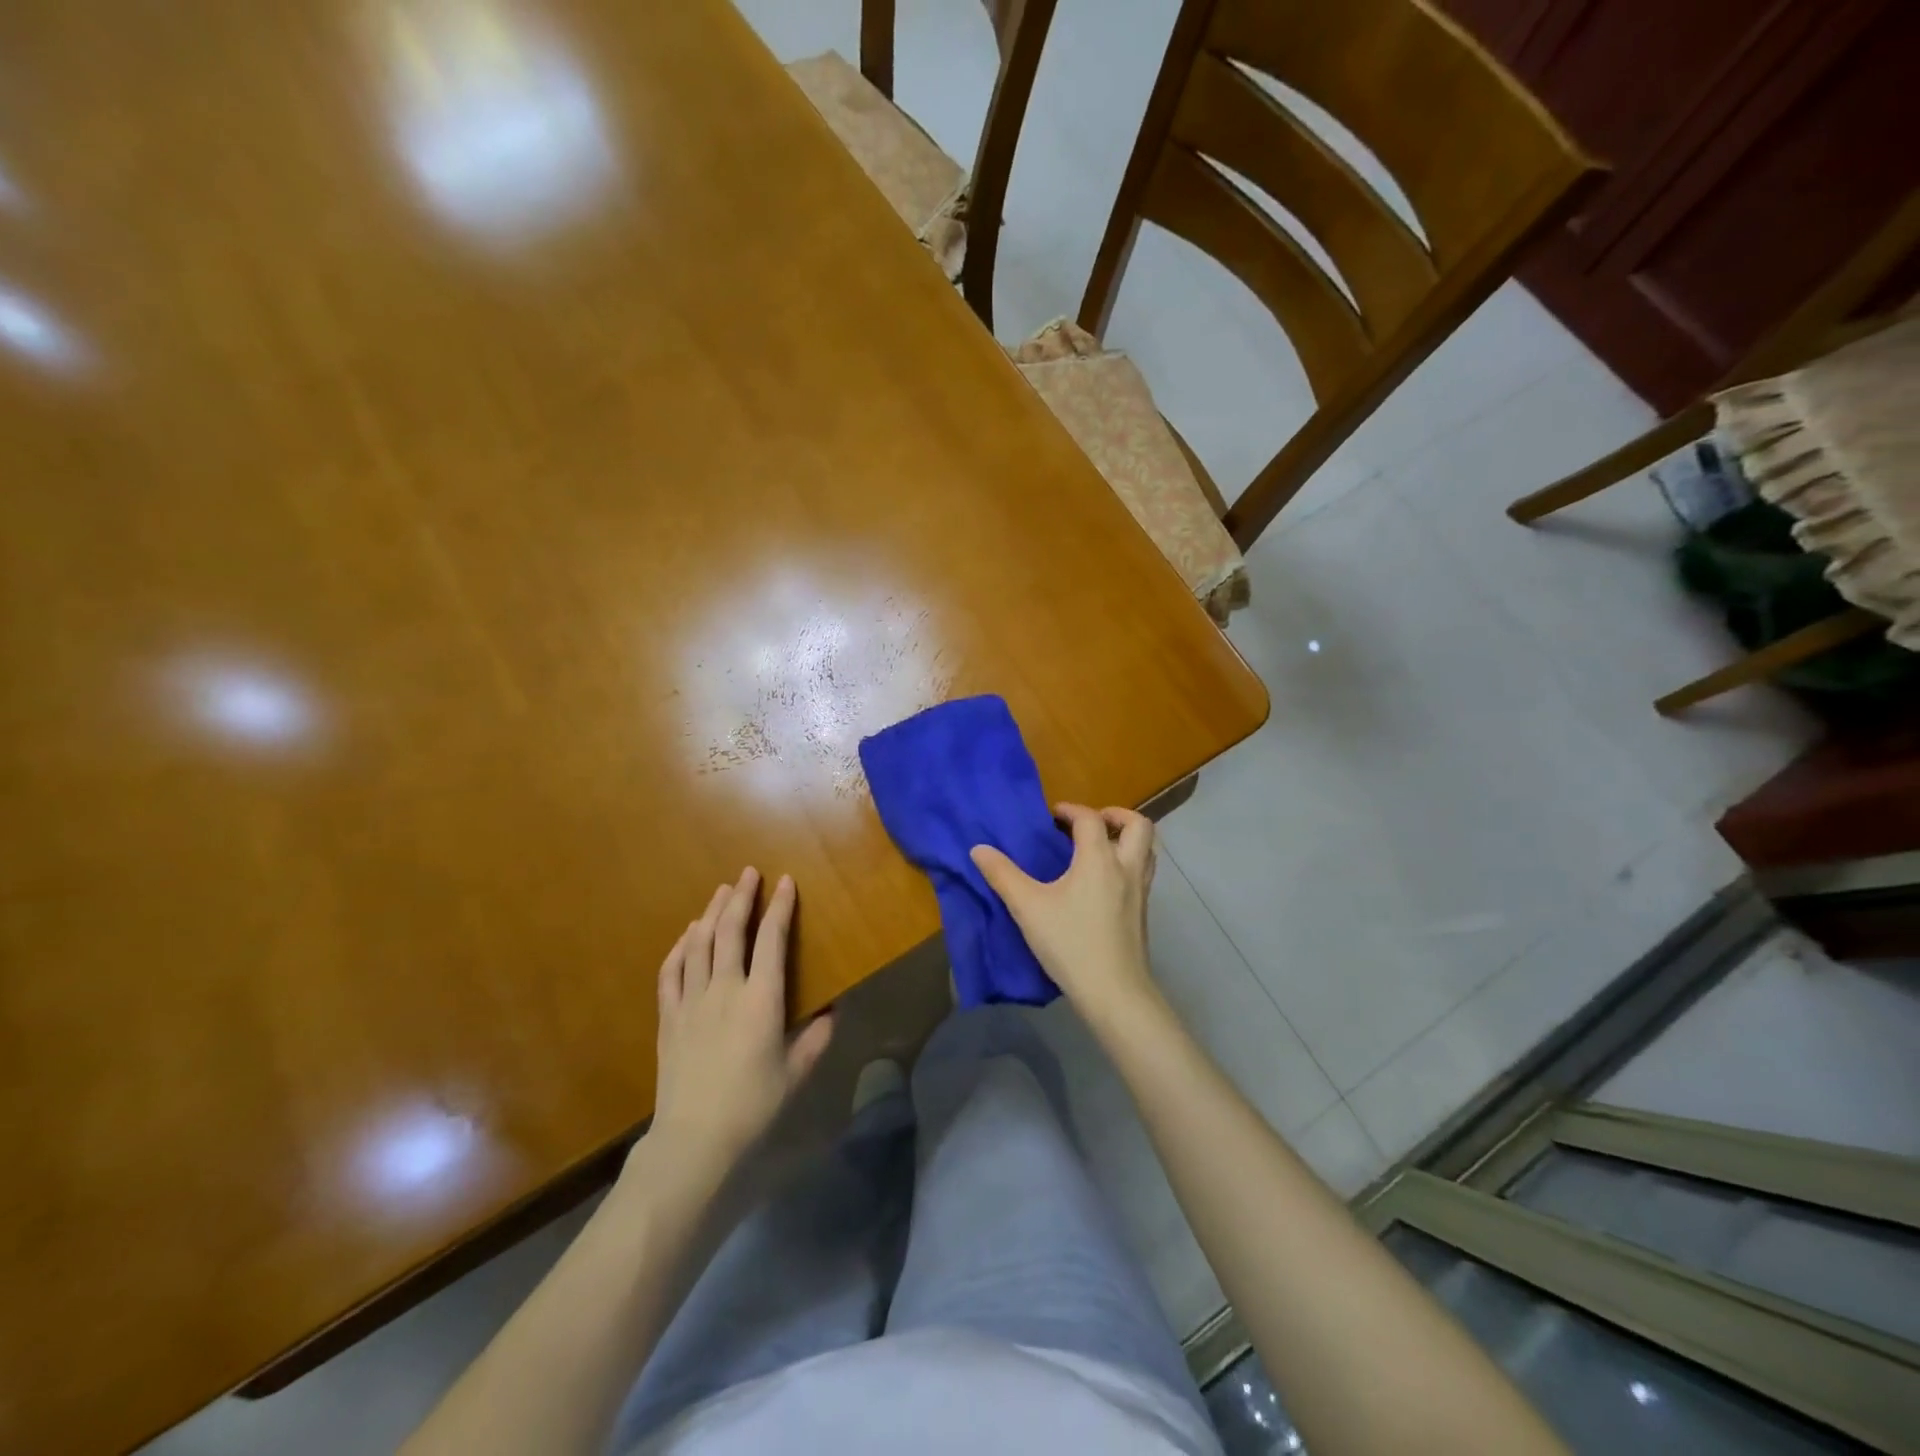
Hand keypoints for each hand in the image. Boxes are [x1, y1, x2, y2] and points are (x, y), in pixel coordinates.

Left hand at [645, 869, 832, 1177]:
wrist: (694, 1140)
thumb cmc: (753, 1106)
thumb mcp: (796, 1073)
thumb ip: (817, 1038)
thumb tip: (834, 1009)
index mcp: (761, 999)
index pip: (771, 940)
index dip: (779, 907)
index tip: (785, 882)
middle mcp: (725, 989)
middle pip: (730, 931)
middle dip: (741, 897)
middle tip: (748, 873)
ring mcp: (692, 1001)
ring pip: (700, 944)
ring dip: (711, 913)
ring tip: (721, 891)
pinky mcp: (669, 1017)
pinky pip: (671, 971)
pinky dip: (680, 947)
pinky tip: (687, 935)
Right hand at [970, 803, 1159, 1014]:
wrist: (1114, 991)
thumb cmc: (1070, 943)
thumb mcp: (1028, 907)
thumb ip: (1002, 875)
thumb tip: (978, 848)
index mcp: (1099, 859)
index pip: (1090, 819)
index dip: (1071, 810)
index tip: (1053, 816)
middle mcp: (1126, 868)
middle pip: (1138, 825)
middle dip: (1116, 815)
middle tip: (1090, 823)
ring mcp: (1140, 891)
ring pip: (1147, 850)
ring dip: (1126, 839)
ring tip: (1100, 847)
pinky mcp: (1143, 913)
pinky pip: (1143, 873)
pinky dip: (1128, 863)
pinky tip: (1104, 883)